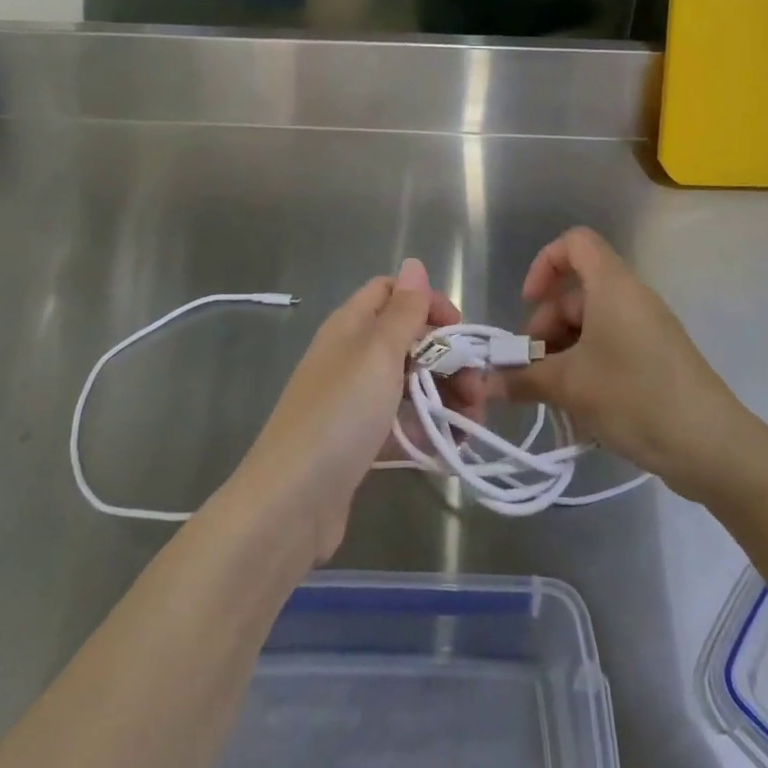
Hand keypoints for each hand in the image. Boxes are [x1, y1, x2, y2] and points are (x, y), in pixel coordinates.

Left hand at [228, 260, 461, 563]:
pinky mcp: (359, 439)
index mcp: (350, 326)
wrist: (290, 504)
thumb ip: (402, 310)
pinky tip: (452, 445)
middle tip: (477, 388)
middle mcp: (351, 355)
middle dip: (448, 356)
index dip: (427, 302)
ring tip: (474, 423)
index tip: (459, 330)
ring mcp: (354, 399)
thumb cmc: (339, 416)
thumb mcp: (378, 354)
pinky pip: (402, 418)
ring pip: (410, 380)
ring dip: (446, 393)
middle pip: (407, 338)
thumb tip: (413, 263)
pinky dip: (428, 424)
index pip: (391, 291)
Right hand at [499, 227, 747, 500]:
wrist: (712, 445)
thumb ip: (524, 379)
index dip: (545, 264)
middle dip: (546, 328)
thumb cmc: (635, 396)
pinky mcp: (656, 357)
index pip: (575, 243)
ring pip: (591, 325)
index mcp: (613, 285)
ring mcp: (647, 328)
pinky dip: (588, 367)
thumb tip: (485, 382)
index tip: (528, 304)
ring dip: (563, 354)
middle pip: (576, 293)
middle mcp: (631, 297)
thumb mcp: (571, 387)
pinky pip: (611, 346)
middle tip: (533, 372)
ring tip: (554, 398)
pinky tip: (579, 408)